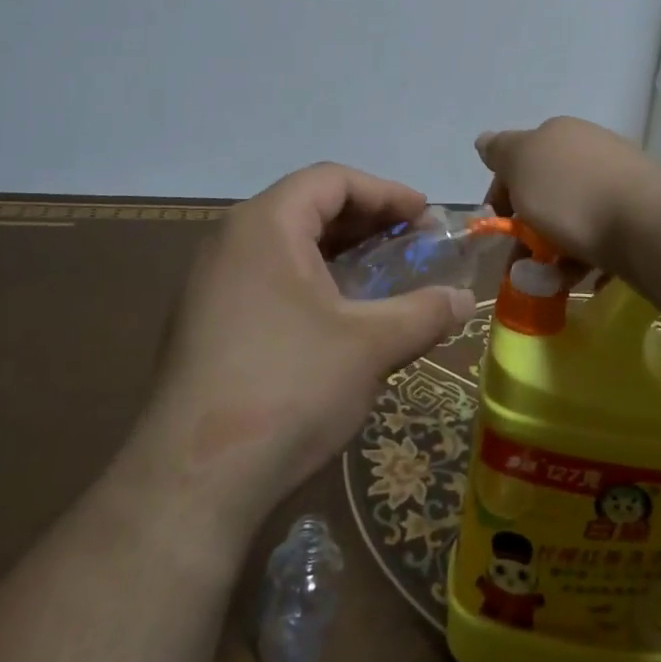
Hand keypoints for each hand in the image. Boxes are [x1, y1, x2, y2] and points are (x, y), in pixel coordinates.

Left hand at [131, 164, 474, 547]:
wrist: (193, 482)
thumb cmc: (289, 387)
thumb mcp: (371, 345)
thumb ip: (426, 312)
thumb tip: (466, 299)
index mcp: (265, 225)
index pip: (331, 179)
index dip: (386, 192)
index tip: (427, 216)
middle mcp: (231, 242)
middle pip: (308, 206)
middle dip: (368, 221)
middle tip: (414, 244)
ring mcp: (211, 285)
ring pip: (288, 246)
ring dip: (341, 253)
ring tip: (385, 277)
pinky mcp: (206, 325)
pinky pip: (268, 279)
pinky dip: (313, 282)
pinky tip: (341, 318)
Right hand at [476, 117, 660, 272]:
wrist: (646, 223)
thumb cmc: (571, 192)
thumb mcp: (520, 163)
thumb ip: (500, 152)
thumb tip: (486, 140)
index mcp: (558, 134)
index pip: (517, 160)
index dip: (501, 195)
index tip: (498, 229)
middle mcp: (589, 149)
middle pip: (546, 190)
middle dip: (529, 227)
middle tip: (521, 263)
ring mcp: (618, 180)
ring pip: (573, 216)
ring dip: (556, 249)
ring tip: (550, 281)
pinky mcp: (639, 214)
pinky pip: (602, 236)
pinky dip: (588, 258)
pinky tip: (585, 279)